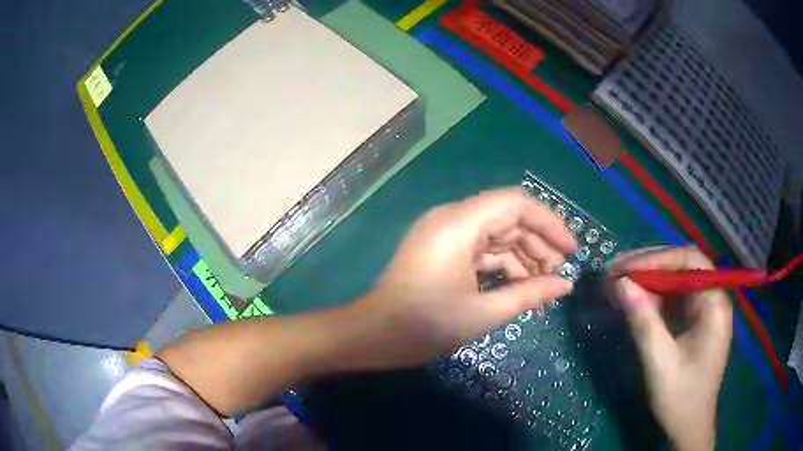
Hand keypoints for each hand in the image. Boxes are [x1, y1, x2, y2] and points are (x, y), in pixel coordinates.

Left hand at [352, 188, 576, 367]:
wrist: (374, 336)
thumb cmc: (425, 325)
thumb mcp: (483, 313)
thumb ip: (529, 294)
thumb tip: (565, 285)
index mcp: (458, 223)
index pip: (515, 203)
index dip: (549, 222)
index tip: (571, 250)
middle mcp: (452, 218)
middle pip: (508, 218)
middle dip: (538, 244)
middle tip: (558, 275)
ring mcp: (445, 233)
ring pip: (496, 234)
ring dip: (523, 257)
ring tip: (543, 285)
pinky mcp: (442, 249)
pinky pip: (481, 249)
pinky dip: (503, 265)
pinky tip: (520, 286)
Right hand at [610, 245, 732, 450]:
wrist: (689, 427)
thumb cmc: (681, 398)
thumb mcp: (660, 362)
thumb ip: (643, 322)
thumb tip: (619, 284)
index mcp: (714, 304)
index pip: (689, 260)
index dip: (657, 259)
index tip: (625, 269)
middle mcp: (712, 298)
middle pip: (682, 266)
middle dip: (649, 267)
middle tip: (615, 273)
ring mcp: (704, 309)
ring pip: (676, 280)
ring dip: (648, 280)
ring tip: (620, 285)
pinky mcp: (695, 320)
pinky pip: (674, 298)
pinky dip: (653, 297)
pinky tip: (636, 302)